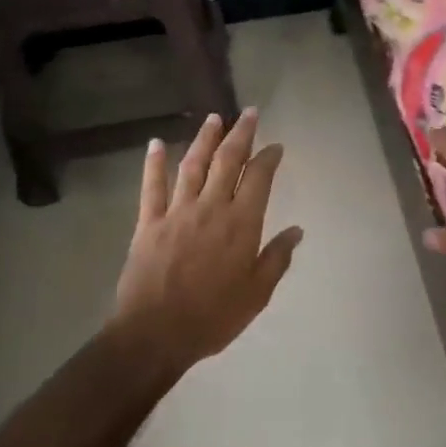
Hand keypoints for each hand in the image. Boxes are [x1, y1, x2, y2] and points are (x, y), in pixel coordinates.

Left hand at [113, 109, 302, 367]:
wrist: (156, 333)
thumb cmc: (213, 317)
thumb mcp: (256, 294)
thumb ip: (276, 258)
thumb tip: (297, 230)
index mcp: (241, 224)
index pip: (259, 179)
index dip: (268, 158)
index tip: (275, 145)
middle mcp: (211, 208)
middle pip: (227, 161)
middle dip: (241, 134)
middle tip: (249, 113)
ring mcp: (177, 211)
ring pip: (193, 165)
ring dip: (204, 139)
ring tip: (213, 118)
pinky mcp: (148, 222)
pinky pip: (152, 186)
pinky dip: (153, 163)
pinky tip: (155, 143)